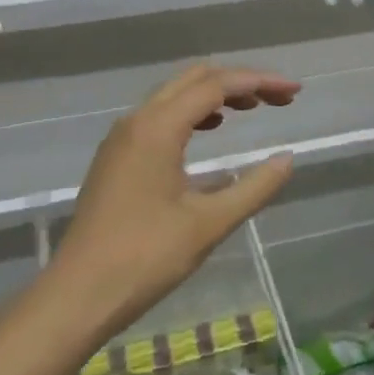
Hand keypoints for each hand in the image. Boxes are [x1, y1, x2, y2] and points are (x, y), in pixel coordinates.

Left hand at [53, 65, 299, 333]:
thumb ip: (254, 187)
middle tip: (278, 99)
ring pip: (174, 95)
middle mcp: (137, 121)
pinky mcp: (116, 157)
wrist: (79, 294)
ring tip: (253, 109)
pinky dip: (192, 112)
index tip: (294, 93)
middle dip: (239, 82)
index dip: (259, 82)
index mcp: (157, 128)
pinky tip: (211, 130)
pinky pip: (159, 116)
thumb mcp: (210, 224)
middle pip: (194, 79)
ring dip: (215, 94)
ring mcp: (122, 138)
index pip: (216, 85)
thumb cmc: (146, 258)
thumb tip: (287, 159)